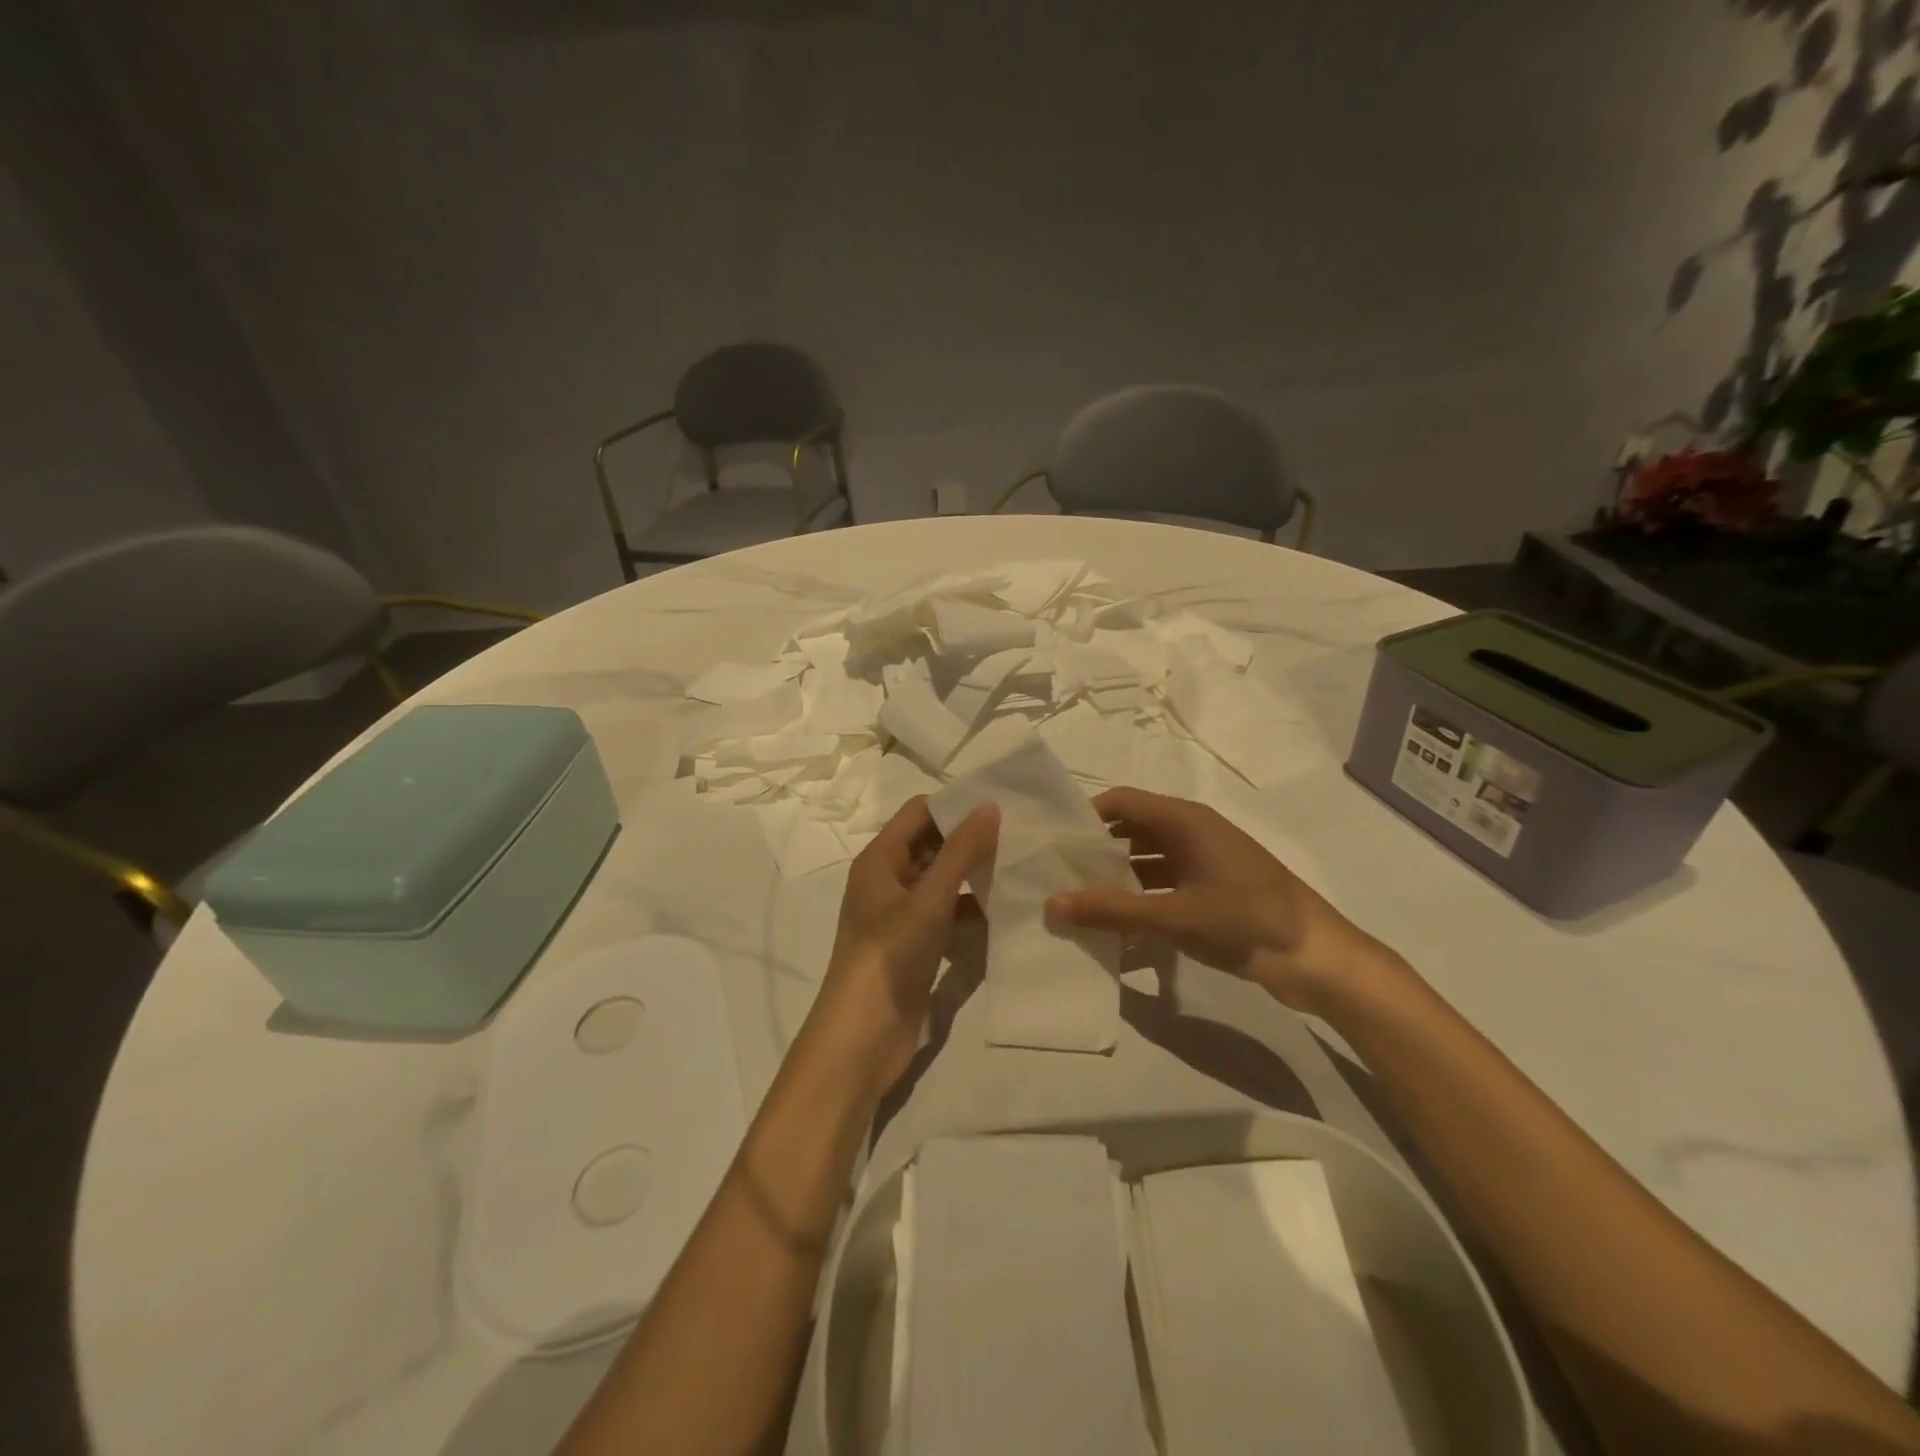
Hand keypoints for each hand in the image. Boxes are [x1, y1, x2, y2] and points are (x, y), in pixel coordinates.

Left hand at [808, 796, 999, 1096]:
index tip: (1000, 805)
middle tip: (1019, 835)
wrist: (862, 1037)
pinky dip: (969, 910)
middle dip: (969, 840)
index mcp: (879, 860)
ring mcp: (900, 916)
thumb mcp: (929, 899)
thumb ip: (961, 852)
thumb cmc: (890, 956)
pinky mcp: (914, 946)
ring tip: (1019, 868)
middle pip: (930, 845)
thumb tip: (989, 806)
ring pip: (940, 881)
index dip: (955, 806)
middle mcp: (887, 881)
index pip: (919, 812)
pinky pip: (945, 914)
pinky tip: (1003, 912)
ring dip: (972, 876)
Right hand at [1045, 786, 1397, 1013]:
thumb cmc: (1246, 920)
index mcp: (1185, 821)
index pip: (1122, 801)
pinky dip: (1140, 897)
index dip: (1085, 815)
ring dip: (1116, 876)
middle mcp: (1192, 832)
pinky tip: (1117, 924)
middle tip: (1057, 874)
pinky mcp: (1213, 889)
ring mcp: (1205, 861)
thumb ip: (1111, 910)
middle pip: (1131, 828)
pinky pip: (1164, 883)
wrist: (1319, 959)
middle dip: (1095, 849)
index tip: (1053, 842)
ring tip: (1078, 900)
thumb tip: (1050, 904)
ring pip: (1147, 858)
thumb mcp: (1174, 915)